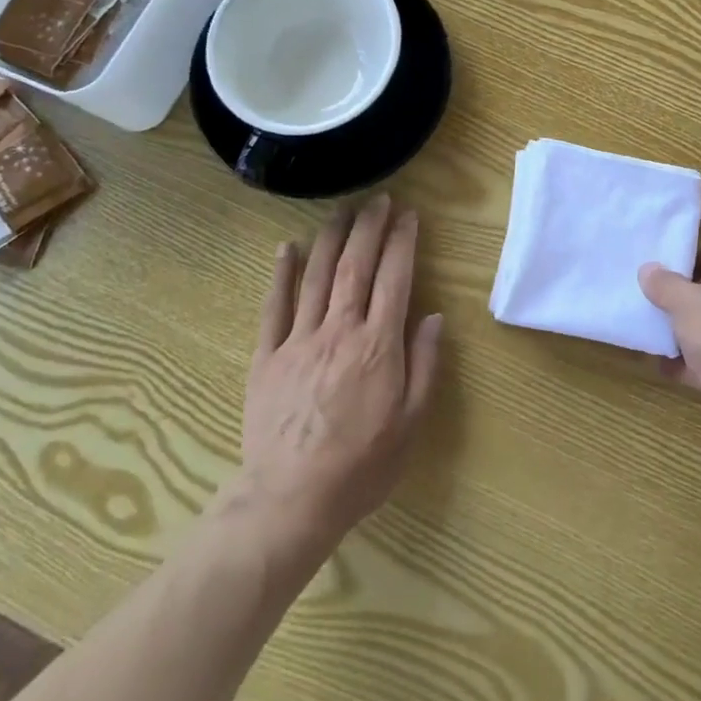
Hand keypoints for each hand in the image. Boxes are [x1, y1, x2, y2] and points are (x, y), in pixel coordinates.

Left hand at [240, 197, 441, 546]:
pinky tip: (286, 247)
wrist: (290, 501)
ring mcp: (299, 339)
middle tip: (379, 199)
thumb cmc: (361, 466)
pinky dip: (281, 273)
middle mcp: (339, 330)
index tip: (409, 215)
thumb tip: (433, 316)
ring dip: (331, 238)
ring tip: (342, 209)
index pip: (394, 278)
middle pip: (355, 266)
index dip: (402, 242)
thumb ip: (424, 364)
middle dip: (369, 227)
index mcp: (377, 345)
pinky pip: (274, 306)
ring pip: (316, 276)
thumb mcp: (411, 422)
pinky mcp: (267, 356)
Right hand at [640, 242, 700, 472]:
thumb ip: (666, 283)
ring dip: (682, 329)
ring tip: (648, 326)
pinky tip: (659, 364)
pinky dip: (687, 362)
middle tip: (650, 293)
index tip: (665, 263)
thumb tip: (649, 270)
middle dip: (683, 292)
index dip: (698, 253)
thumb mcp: (690, 304)